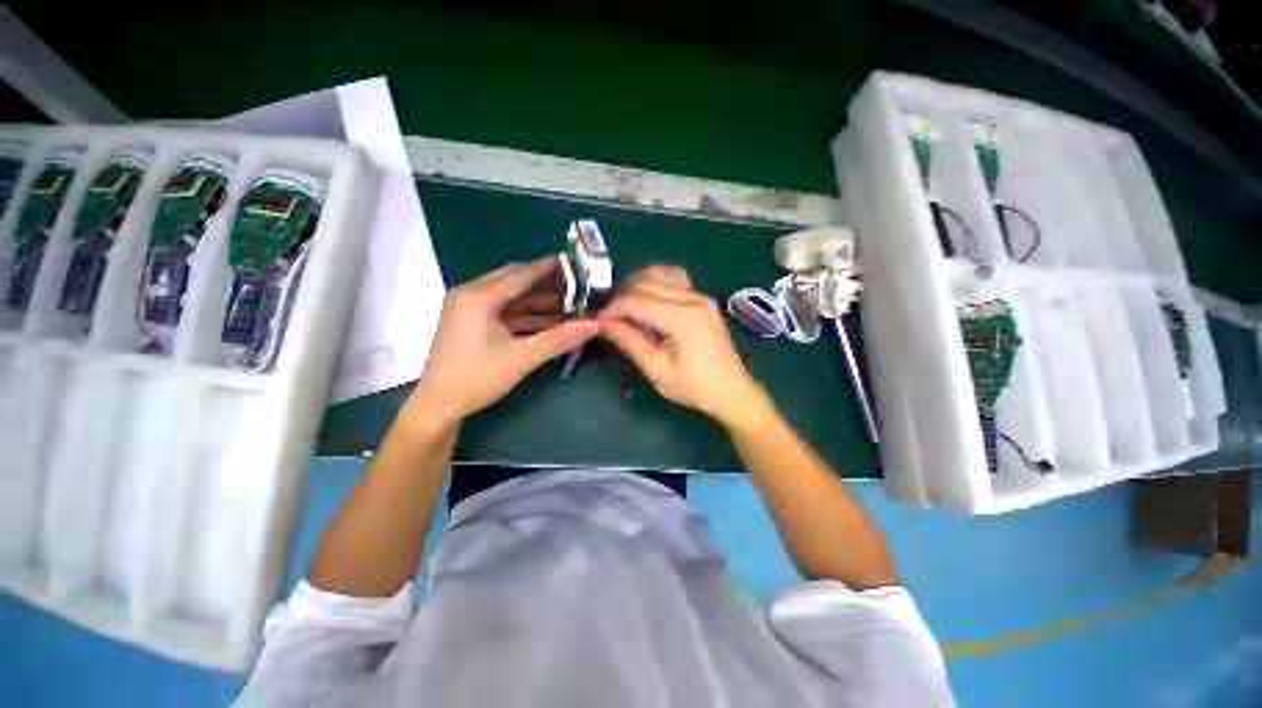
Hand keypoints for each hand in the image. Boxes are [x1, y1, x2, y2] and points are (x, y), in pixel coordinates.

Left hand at [410, 256, 598, 423]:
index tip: (573, 262)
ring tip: (569, 307)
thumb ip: (559, 339)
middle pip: (515, 281)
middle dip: (546, 284)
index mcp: (479, 296)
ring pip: (511, 299)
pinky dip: (526, 317)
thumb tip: (594, 325)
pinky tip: (549, 323)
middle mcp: (472, 295)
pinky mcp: (472, 324)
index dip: (549, 267)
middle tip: (575, 286)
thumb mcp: (522, 357)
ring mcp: (470, 310)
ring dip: (538, 304)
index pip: (521, 274)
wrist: (439, 406)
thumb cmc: (477, 377)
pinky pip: (504, 313)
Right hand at [597, 265, 766, 425]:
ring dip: (637, 284)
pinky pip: (675, 278)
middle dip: (621, 297)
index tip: (598, 321)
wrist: (732, 391)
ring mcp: (700, 296)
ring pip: (660, 273)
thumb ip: (629, 341)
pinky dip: (656, 281)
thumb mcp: (657, 369)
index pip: (635, 301)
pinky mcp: (703, 299)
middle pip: (645, 283)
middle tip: (608, 317)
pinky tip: (647, 296)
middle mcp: (692, 299)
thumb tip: (603, 324)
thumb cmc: (694, 386)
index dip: (612, 309)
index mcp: (681, 318)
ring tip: (624, 305)